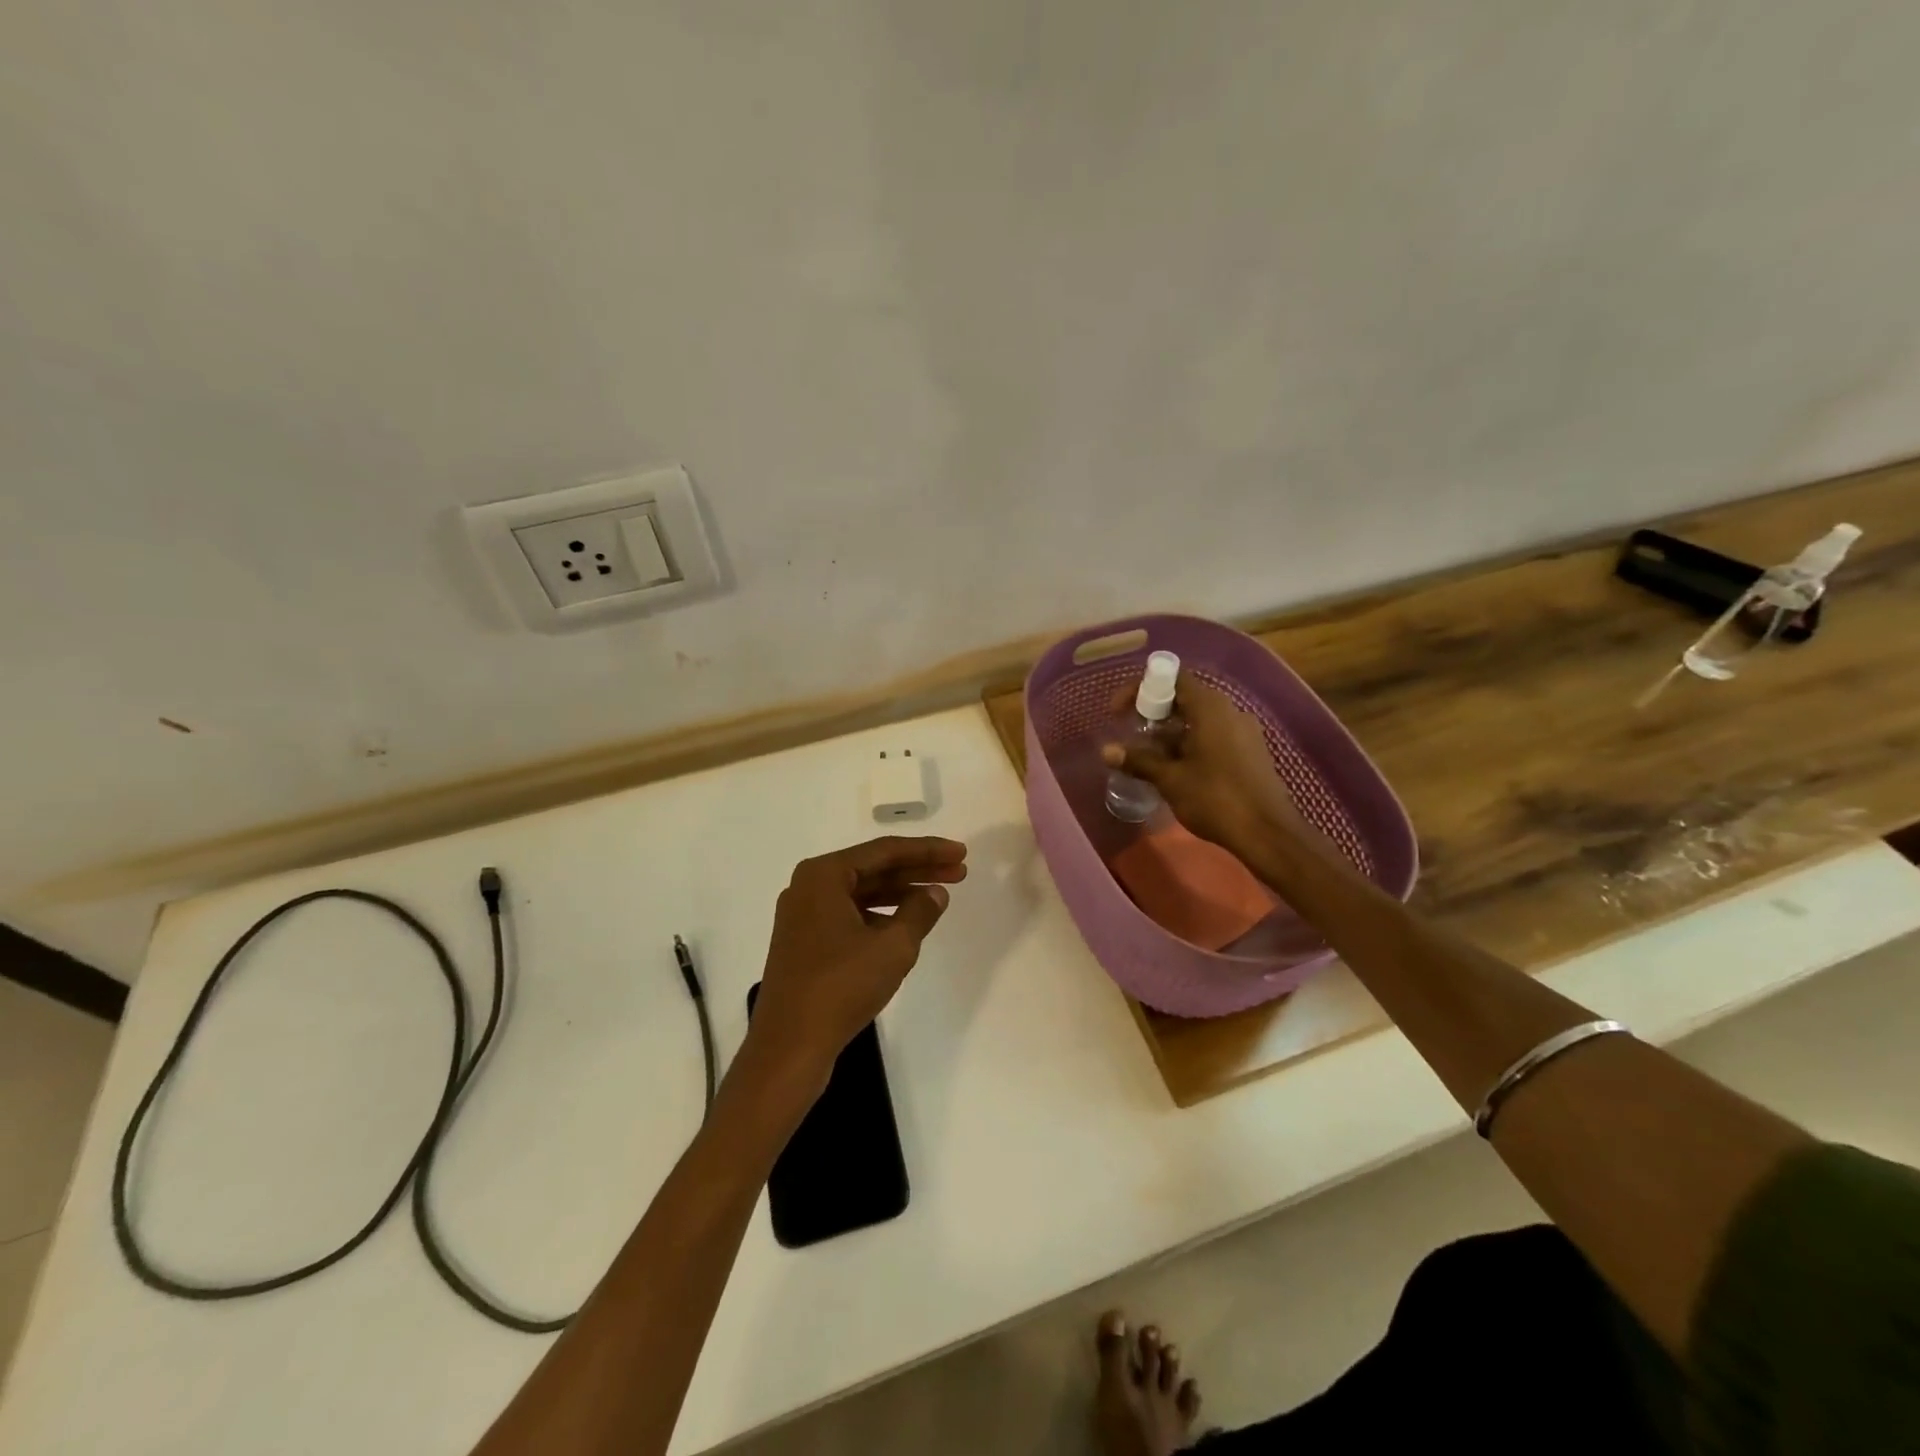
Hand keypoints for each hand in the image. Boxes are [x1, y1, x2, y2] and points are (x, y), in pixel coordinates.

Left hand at [747, 836, 967, 1086]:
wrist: (788, 1047)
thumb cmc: (840, 987)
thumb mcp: (892, 947)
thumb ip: (919, 912)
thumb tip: (935, 892)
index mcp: (823, 875)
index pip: (885, 851)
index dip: (928, 851)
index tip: (961, 853)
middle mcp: (808, 887)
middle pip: (873, 869)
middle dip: (918, 870)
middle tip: (959, 871)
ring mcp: (803, 916)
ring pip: (862, 893)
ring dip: (901, 893)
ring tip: (939, 897)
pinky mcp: (805, 943)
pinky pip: (849, 915)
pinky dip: (879, 916)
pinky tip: (906, 926)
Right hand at [1102, 677, 1304, 853]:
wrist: (1269, 833)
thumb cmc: (1216, 799)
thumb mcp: (1170, 779)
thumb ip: (1138, 761)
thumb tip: (1106, 751)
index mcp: (1210, 708)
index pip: (1170, 679)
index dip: (1139, 689)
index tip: (1118, 713)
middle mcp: (1229, 710)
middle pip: (1183, 698)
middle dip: (1152, 714)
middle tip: (1130, 736)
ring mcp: (1242, 731)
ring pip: (1197, 720)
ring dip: (1169, 733)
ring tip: (1147, 758)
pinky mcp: (1249, 751)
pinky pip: (1212, 735)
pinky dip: (1188, 744)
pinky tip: (1175, 770)